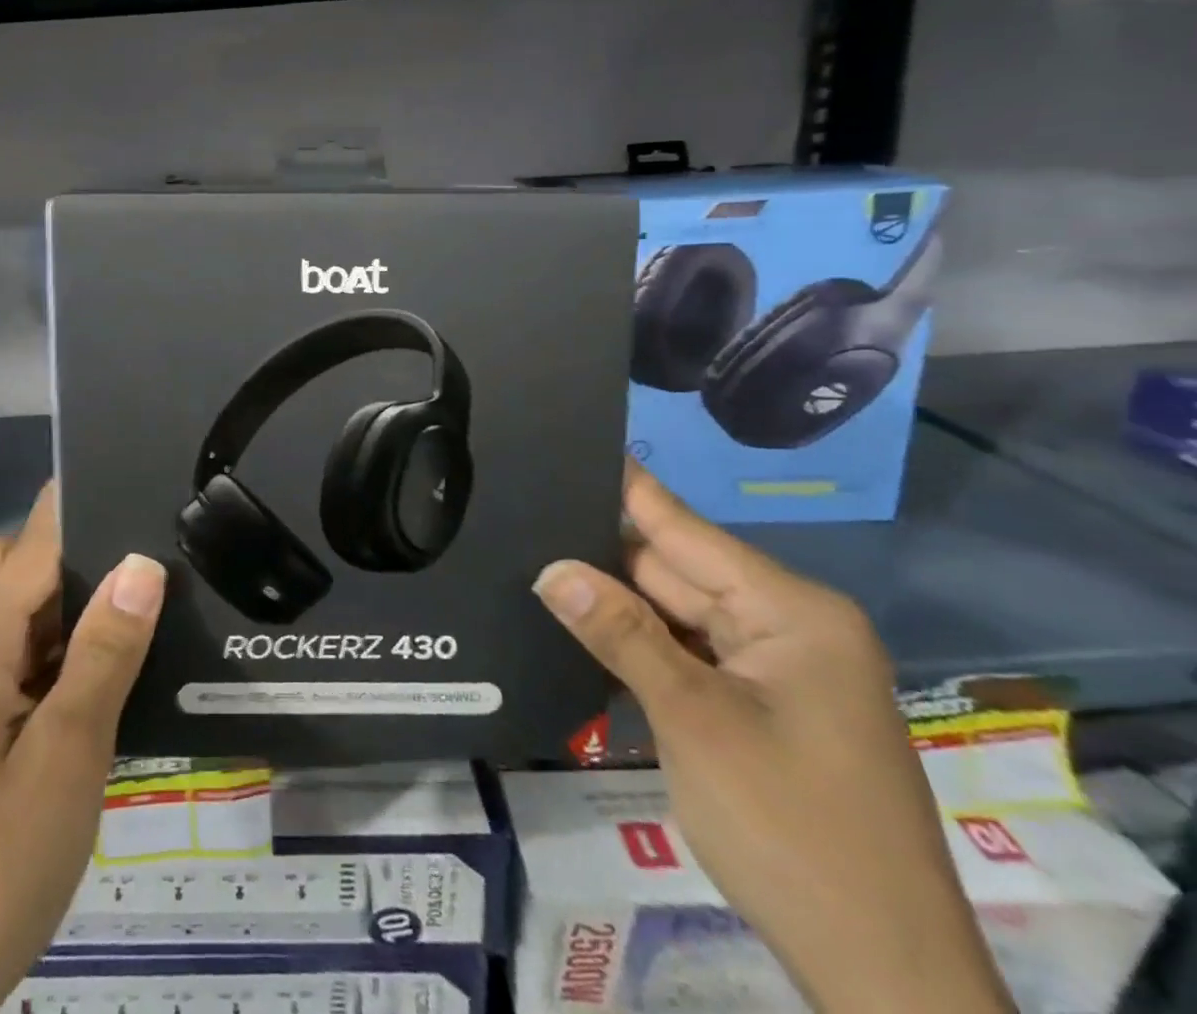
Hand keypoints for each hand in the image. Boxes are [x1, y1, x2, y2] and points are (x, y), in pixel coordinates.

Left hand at [0, 482, 166, 1013]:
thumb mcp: (68, 762)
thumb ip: (103, 654)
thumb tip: (139, 562)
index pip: (30, 544)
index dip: (78, 507)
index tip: (127, 484)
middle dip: (56, 561)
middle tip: (123, 590)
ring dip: (34, 611)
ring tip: (101, 640)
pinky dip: (13, 654)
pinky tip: (56, 700)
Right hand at [534, 463, 1011, 1013]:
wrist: (883, 978)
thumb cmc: (792, 831)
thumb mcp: (694, 721)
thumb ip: (620, 632)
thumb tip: (551, 567)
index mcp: (791, 610)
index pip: (683, 527)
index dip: (622, 488)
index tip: (565, 446)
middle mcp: (788, 624)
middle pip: (675, 569)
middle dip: (603, 554)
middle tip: (523, 521)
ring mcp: (777, 667)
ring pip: (676, 612)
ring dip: (617, 603)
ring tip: (535, 563)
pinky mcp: (762, 704)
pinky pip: (688, 651)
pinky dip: (641, 644)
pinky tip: (582, 624)